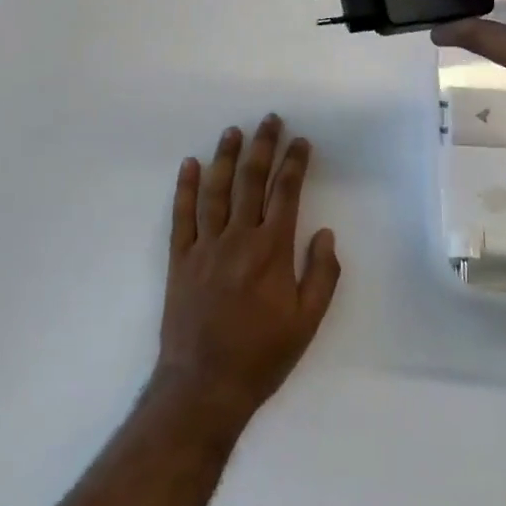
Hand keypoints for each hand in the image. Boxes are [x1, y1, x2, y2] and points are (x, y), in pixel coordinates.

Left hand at [151, 116, 340, 437]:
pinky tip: (190, 165)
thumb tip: (325, 233)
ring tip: (233, 131)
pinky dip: (186, 188)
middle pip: (251, 181)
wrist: (205, 384)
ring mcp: (205, 245)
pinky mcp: (180, 258)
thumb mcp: (307, 322)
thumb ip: (321, 275)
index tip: (301, 142)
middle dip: (263, 147)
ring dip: (225, 157)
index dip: (294, 164)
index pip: (285, 193)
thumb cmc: (262, 356)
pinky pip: (182, 215)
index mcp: (272, 250)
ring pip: (216, 190)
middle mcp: (238, 238)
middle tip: (269, 120)